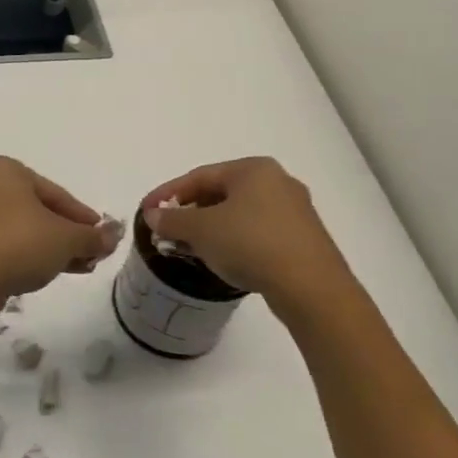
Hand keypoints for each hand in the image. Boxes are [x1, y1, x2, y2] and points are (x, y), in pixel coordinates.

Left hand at [0, 156, 116, 303]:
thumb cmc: (19, 244)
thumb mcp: (66, 239)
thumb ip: (93, 236)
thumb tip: (115, 235)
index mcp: (5, 169)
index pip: (56, 193)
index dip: (83, 217)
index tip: (102, 236)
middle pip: (39, 210)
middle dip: (68, 234)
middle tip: (93, 254)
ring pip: (24, 228)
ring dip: (53, 247)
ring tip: (80, 267)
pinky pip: (6, 242)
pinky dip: (30, 254)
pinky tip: (51, 272)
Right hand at [141, 158, 360, 319]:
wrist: (312, 288)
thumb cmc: (250, 243)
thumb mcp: (201, 230)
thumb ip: (172, 219)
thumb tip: (153, 215)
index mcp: (253, 169)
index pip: (199, 176)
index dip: (167, 193)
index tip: (146, 211)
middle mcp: (277, 181)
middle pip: (219, 193)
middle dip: (189, 212)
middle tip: (166, 230)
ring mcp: (294, 211)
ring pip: (239, 214)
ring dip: (209, 229)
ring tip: (187, 248)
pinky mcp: (303, 239)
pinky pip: (256, 232)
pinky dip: (232, 241)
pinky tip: (220, 258)